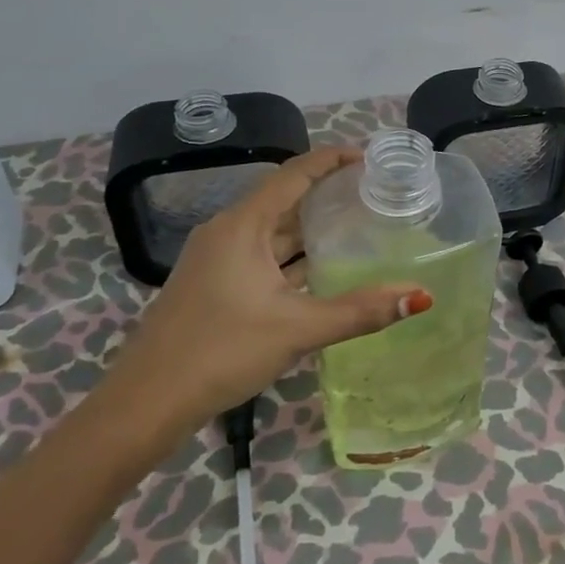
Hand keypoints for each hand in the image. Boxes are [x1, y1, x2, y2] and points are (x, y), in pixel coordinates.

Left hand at [100, 146, 430, 443]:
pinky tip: (321, 269)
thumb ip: (359, 311)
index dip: (332, 159)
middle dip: (327, 192)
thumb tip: (420, 296)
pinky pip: (262, 254)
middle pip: (284, 197)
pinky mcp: (213, 283)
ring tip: (358, 224)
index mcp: (243, 225)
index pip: (294, 173)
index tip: (370, 159)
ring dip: (310, 226)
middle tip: (373, 193)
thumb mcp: (297, 329)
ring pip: (272, 230)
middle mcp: (227, 231)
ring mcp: (216, 258)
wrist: (145, 404)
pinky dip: (293, 254)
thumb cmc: (220, 352)